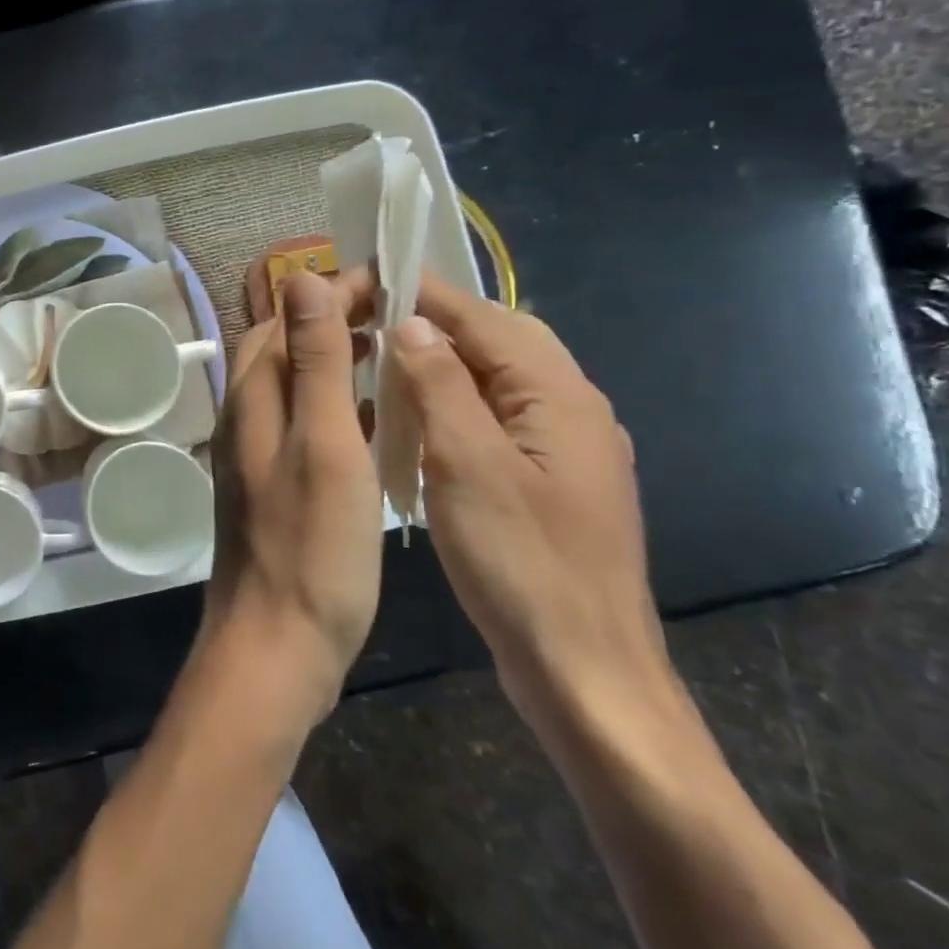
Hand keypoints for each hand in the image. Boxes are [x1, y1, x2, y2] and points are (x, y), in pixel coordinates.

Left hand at [203, 270, 382, 732]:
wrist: (275, 641)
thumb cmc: (312, 545)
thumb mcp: (325, 442)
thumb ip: (314, 361)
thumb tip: (300, 278)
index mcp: (254, 396)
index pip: (286, 317)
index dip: (332, 292)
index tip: (390, 283)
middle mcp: (245, 415)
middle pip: (284, 346)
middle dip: (334, 320)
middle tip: (397, 316)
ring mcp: (255, 451)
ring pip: (294, 384)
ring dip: (335, 361)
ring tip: (392, 355)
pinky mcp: (272, 483)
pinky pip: (303, 423)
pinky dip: (336, 406)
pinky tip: (375, 421)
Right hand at [387, 276, 680, 742]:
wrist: (585, 672)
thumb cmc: (523, 564)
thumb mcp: (468, 465)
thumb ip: (439, 385)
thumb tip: (410, 322)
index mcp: (559, 396)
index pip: (484, 318)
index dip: (423, 293)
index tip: (364, 277)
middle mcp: (570, 410)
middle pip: (498, 341)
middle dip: (434, 323)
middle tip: (366, 322)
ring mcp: (562, 449)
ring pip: (495, 380)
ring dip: (440, 363)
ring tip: (379, 362)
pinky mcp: (547, 482)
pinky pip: (494, 418)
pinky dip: (452, 404)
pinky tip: (414, 422)